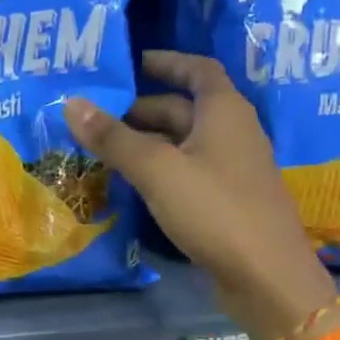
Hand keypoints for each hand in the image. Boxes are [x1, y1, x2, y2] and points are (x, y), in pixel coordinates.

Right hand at [67, 49, 337, 339]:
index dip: (167, 62)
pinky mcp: (230, 201)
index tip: (133, 64)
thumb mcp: (157, 170)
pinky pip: (190, 172)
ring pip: (185, 143)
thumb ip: (114, 138)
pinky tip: (135, 184)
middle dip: (142, 110)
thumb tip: (72, 104)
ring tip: (105, 150)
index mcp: (225, 111)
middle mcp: (234, 132)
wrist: (267, 277)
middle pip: (185, 109)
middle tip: (98, 118)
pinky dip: (162, 170)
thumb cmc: (215, 210)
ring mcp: (234, 169)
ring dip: (148, 142)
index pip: (198, 69)